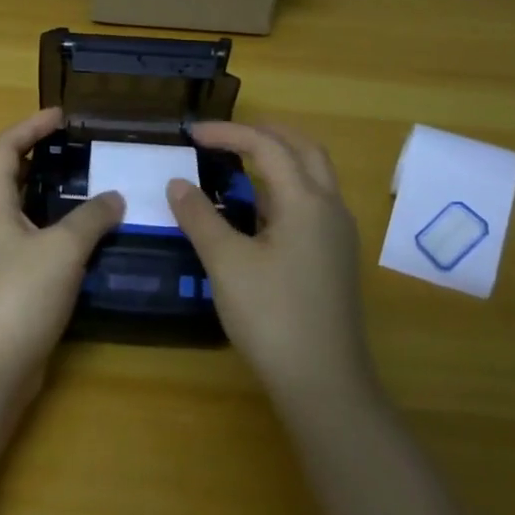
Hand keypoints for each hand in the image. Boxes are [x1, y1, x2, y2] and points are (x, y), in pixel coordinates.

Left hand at [0, 108, 123, 390]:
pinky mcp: (0, 281)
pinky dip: (42, 224)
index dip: (29, 127)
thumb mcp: (63, 249)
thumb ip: (90, 218)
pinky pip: (19, 237)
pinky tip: (72, 234)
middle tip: (56, 146)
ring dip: (31, 188)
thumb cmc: (20, 294)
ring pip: (5, 207)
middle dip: (21, 153)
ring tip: (68, 182)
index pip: (3, 150)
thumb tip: (114, 197)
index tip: (60, 116)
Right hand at [167, 121, 376, 404]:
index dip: (228, 133)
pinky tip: (255, 211)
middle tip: (224, 136)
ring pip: (312, 176)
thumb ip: (200, 217)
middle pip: (304, 149)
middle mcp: (330, 208)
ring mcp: (337, 235)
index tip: (191, 134)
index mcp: (306, 201)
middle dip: (264, 133)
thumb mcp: (226, 263)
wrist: (322, 382)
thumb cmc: (271, 316)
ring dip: (277, 159)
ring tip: (236, 164)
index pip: (267, 146)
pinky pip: (310, 203)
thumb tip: (177, 183)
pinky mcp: (334, 257)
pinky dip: (283, 189)